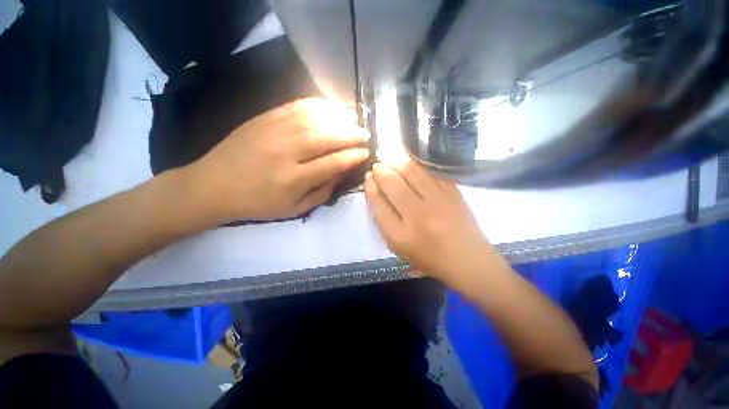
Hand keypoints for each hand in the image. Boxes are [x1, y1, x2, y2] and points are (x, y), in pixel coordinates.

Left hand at [186, 98, 369, 221]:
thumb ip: (322, 192)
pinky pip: (295, 106)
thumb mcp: (294, 209)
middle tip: (365, 133)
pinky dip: (317, 105)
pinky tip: (330, 107)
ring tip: (353, 118)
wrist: (212, 186)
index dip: (353, 156)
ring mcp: (272, 131)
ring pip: (313, 118)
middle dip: (351, 134)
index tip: (366, 152)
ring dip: (338, 117)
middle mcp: (285, 152)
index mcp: (293, 179)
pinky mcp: (263, 118)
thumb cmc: (257, 203)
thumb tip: (342, 174)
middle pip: (326, 137)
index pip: (333, 163)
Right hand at [364, 157, 499, 284]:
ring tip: (387, 151)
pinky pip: (430, 171)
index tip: (368, 176)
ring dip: (396, 159)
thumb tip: (375, 190)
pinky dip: (416, 162)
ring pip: (411, 172)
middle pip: (393, 185)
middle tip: (376, 163)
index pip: (378, 205)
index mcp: (401, 236)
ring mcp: (438, 202)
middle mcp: (418, 216)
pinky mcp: (453, 192)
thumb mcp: (399, 247)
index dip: (371, 188)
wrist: (468, 260)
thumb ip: (384, 221)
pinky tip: (408, 158)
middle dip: (381, 170)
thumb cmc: (429, 257)